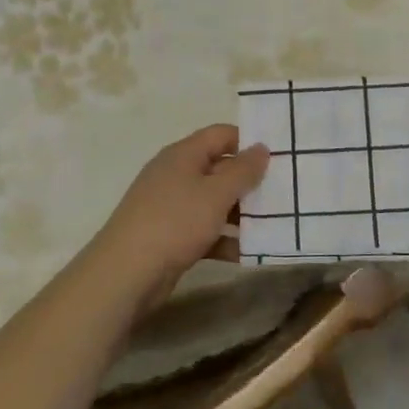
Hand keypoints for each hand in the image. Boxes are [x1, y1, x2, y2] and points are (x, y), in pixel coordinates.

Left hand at [84, 125, 270, 304]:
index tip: (279, 156)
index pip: (221, 134)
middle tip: (282, 192)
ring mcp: (171, 207)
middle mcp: (176, 175)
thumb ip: (243, 170)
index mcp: (183, 155)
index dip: (248, 141)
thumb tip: (261, 147)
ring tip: (273, 223)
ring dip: (241, 213)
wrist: (126, 273)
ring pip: (214, 202)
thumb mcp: (216, 194)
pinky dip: (225, 239)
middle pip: (219, 169)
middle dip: (249, 181)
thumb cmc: (174, 222)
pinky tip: (249, 253)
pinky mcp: (170, 236)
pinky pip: (205, 230)